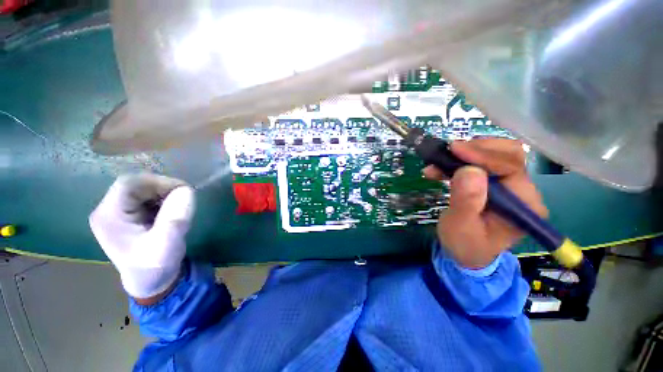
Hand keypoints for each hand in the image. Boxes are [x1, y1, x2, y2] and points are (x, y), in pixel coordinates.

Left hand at [89, 173, 195, 298]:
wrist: (150, 283)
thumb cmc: (155, 267)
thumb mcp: (167, 243)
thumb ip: (175, 217)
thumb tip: (187, 190)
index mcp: (109, 216)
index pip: (130, 183)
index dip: (158, 182)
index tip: (183, 191)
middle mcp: (109, 210)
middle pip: (136, 185)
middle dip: (163, 189)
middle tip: (184, 200)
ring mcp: (118, 213)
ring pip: (143, 190)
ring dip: (165, 194)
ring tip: (179, 208)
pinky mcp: (129, 216)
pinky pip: (148, 198)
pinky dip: (164, 200)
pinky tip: (171, 212)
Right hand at [424, 139, 547, 268]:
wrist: (466, 253)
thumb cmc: (465, 244)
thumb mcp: (461, 226)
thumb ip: (466, 201)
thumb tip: (469, 170)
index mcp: (523, 204)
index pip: (511, 167)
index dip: (483, 155)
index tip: (454, 149)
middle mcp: (522, 191)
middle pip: (507, 155)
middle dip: (475, 150)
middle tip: (447, 153)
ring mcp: (510, 186)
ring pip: (493, 155)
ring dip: (464, 155)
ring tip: (438, 164)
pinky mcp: (495, 184)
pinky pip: (480, 164)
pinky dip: (459, 162)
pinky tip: (441, 168)